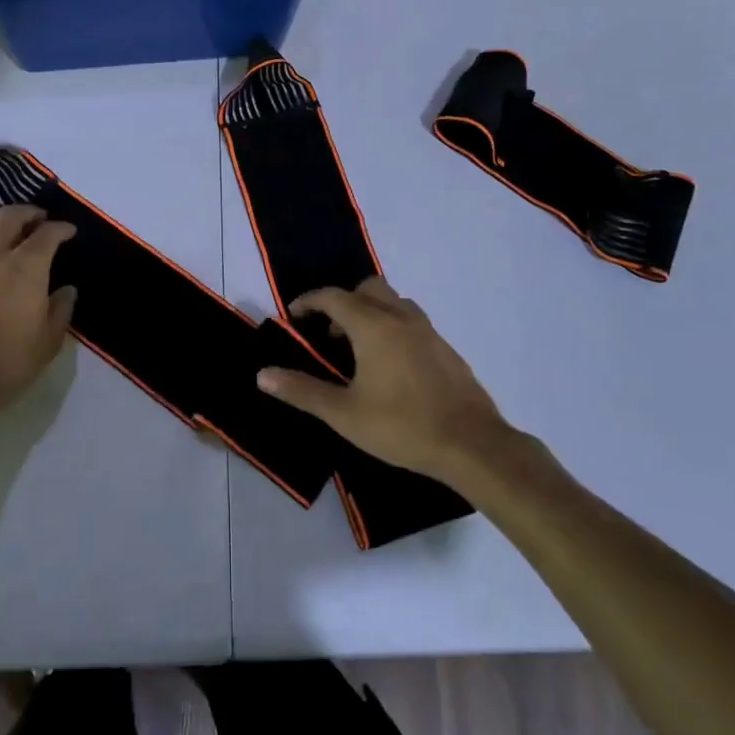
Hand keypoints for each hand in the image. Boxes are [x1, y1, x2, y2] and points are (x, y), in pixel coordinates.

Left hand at [0, 206, 76, 441]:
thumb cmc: (7, 361)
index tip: (70, 231)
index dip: (61, 228)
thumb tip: (66, 290)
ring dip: (3, 229)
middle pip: (9, 217)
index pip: (47, 233)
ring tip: (15, 240)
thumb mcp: (48, 342)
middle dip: (28, 212)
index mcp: (26, 267)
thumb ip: (60, 310)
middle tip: (41, 219)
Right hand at [257, 277, 513, 485]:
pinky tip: (392, 368)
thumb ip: (302, 391)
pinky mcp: (446, 349)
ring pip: (394, 303)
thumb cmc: (402, 426)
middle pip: (368, 289)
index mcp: (373, 326)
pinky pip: (412, 323)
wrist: (472, 445)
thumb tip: (262, 375)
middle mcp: (401, 318)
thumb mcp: (344, 414)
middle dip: (344, 302)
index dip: (309, 301)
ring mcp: (429, 331)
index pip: (334, 297)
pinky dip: (394, 329)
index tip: (294, 315)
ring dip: (372, 313)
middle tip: (330, 334)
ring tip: (359, 349)